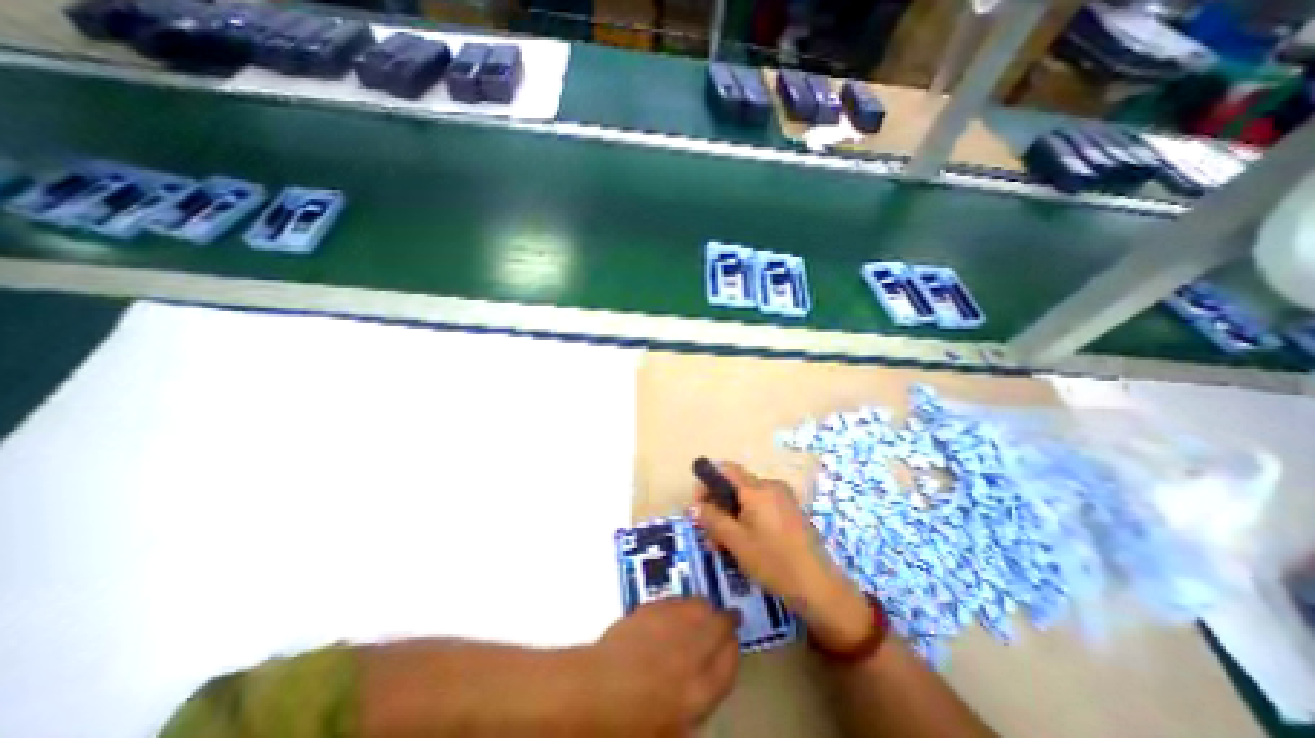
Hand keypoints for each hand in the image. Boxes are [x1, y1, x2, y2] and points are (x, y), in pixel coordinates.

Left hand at [575, 596, 742, 735]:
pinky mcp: (653, 607)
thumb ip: (697, 701)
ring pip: (700, 605)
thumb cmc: (632, 723)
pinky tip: (676, 611)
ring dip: (705, 608)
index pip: (732, 660)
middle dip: (726, 620)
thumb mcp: (673, 728)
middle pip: (720, 624)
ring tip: (702, 613)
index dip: (734, 648)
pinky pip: (676, 600)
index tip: (732, 642)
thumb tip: (706, 681)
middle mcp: (691, 650)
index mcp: (700, 690)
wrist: (595, 690)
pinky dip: (682, 603)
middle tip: (725, 620)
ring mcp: (671, 624)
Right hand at [692, 464, 875, 653]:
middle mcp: (771, 485)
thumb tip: (694, 505)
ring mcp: (784, 498)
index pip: (726, 469)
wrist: (818, 587)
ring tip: (725, 543)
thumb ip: (712, 519)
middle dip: (719, 504)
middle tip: (710, 532)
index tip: (698, 504)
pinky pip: (762, 506)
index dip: (707, 481)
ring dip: (732, 514)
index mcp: (757, 488)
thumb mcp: (735, 541)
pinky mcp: (791, 511)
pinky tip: (746, 542)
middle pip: (736, 485)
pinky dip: (748, 518)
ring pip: (748, 498)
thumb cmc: (773, 561)